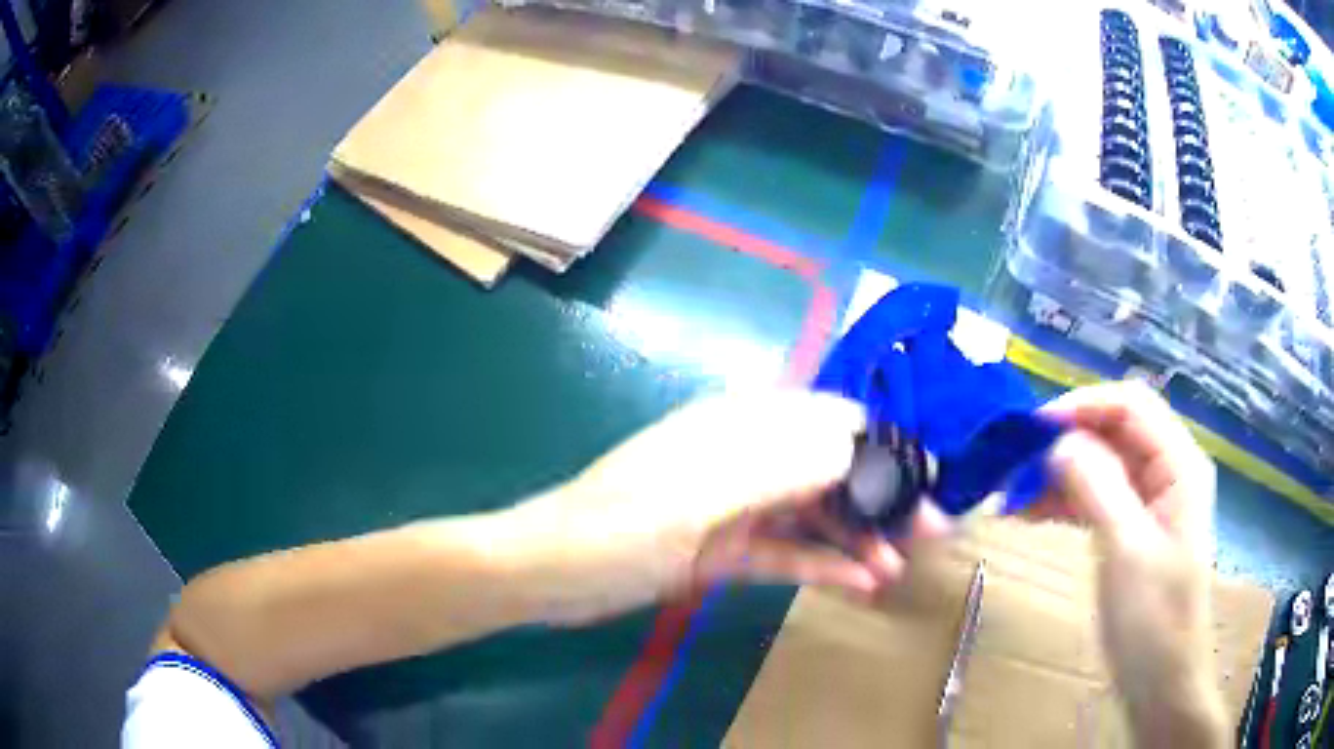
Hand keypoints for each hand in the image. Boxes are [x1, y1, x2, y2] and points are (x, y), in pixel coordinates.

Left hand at [500, 389, 949, 623]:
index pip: (827, 417)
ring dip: (857, 537)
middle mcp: (746, 457)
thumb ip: (780, 465)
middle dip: (880, 495)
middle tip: (931, 529)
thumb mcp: (700, 494)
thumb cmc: (618, 523)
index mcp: (738, 423)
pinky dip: (824, 566)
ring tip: (900, 565)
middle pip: (830, 468)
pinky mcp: (728, 550)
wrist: (554, 573)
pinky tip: (862, 583)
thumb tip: (856, 442)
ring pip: (814, 514)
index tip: (925, 474)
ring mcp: (738, 506)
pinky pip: (787, 553)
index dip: (880, 442)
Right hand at [1034, 381, 1225, 746]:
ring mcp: (1150, 501)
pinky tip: (1030, 513)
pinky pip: (1097, 496)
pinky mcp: (1133, 527)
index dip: (1082, 406)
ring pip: (1101, 463)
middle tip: (1014, 466)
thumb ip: (1098, 488)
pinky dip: (1064, 500)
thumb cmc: (1154, 621)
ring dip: (1059, 472)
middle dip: (1065, 441)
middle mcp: (1167, 471)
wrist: (1162, 683)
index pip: (1130, 405)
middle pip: (1114, 431)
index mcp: (1179, 464)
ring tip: (1012, 495)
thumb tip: (1058, 442)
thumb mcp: (1127, 553)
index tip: (1032, 432)